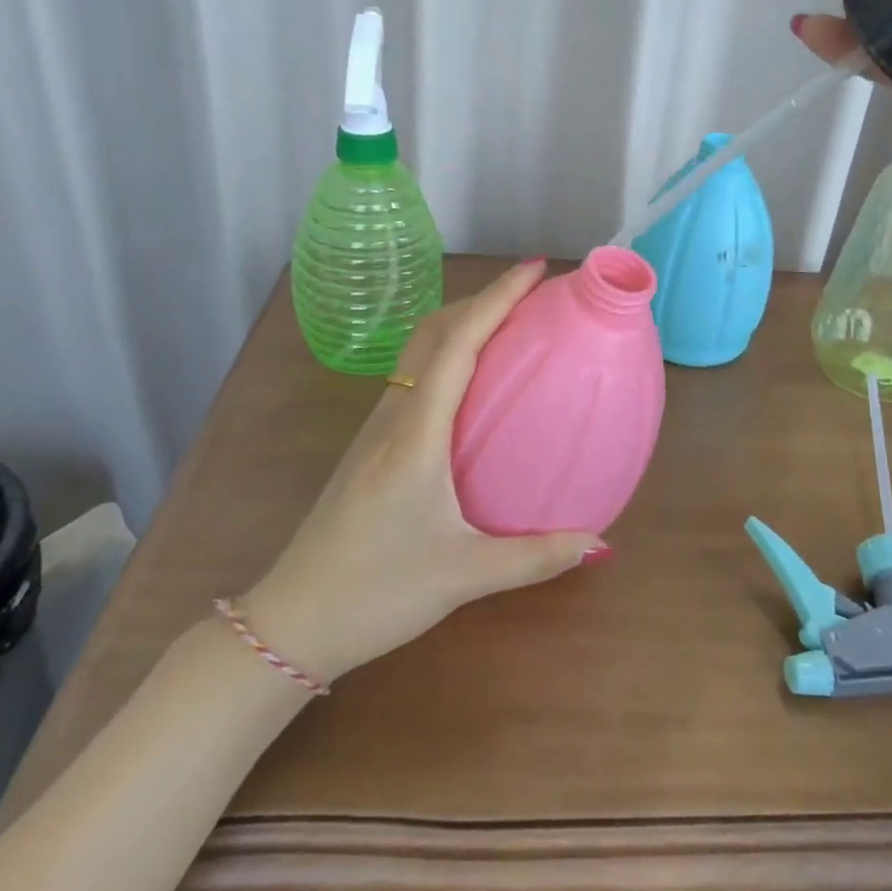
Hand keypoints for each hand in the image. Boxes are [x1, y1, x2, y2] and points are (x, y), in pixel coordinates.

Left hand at [239, 262, 602, 683]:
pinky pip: (414, 379)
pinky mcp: (370, 447)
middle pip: (434, 332)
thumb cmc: (377, 591)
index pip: (458, 343)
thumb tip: (599, 542)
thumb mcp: (464, 576)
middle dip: (481, 299)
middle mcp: (394, 416)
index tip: (535, 269)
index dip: (497, 297)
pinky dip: (447, 356)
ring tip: (509, 326)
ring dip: (461, 324)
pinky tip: (473, 385)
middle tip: (531, 294)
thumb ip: (536, 558)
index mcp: (416, 433)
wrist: (292, 621)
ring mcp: (376, 429)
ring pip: (418, 352)